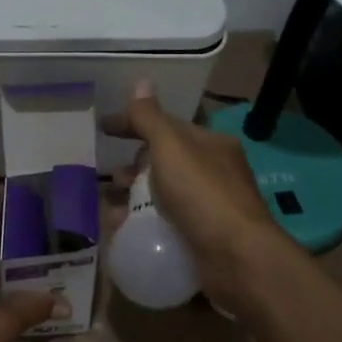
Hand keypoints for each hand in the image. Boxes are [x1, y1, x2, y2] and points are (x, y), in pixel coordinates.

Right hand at [104, 80, 291, 315]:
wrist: (238, 260)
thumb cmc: (203, 195)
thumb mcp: (171, 148)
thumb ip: (150, 118)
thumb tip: (142, 82)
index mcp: (210, 145)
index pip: (166, 126)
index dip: (133, 124)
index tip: (103, 129)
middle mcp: (213, 174)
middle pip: (164, 163)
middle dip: (133, 168)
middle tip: (111, 179)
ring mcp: (209, 209)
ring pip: (162, 197)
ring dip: (134, 201)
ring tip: (109, 211)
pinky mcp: (203, 240)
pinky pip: (165, 226)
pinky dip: (142, 227)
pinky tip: (123, 235)